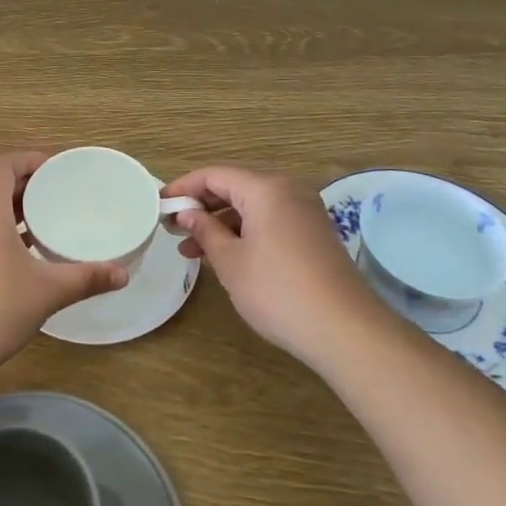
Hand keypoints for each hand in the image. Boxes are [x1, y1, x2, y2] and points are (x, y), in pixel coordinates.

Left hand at [0, 150, 127, 383]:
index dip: (31, 159)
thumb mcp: (46, 292)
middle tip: (59, 196)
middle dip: (26, 186)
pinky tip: (19, 258)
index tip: (58, 168)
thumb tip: (123, 274)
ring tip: (44, 224)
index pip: (6, 164)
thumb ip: (86, 278)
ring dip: (11, 211)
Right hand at [163, 164, 380, 367]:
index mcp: (265, 188)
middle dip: (201, 207)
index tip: (159, 205)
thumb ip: (205, 231)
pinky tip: (226, 257)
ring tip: (192, 251)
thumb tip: (186, 214)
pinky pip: (270, 221)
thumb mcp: (230, 261)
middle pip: (234, 187)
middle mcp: (287, 190)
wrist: (346, 330)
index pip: (214, 175)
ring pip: (252, 207)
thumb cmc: (278, 291)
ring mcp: (304, 211)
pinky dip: (245, 233)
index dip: (183, 187)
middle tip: (173, 230)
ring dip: (221, 224)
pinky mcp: (314, 233)